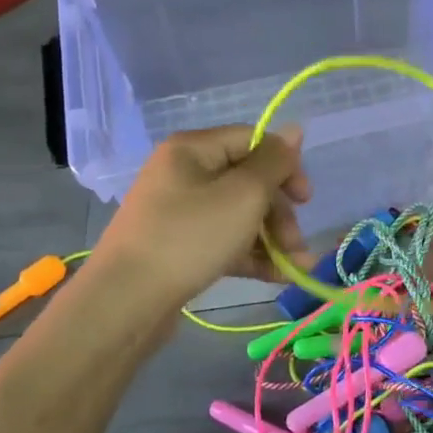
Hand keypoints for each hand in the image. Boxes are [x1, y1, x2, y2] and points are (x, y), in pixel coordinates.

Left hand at [88, 125, 312, 314]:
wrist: (125, 302)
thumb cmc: (190, 237)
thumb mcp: (243, 195)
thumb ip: (274, 162)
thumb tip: (295, 130)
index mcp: (193, 150)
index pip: (252, 142)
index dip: (285, 166)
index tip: (306, 199)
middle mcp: (185, 174)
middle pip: (248, 181)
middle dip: (280, 213)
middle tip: (297, 244)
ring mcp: (180, 213)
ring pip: (240, 215)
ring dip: (272, 238)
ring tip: (296, 267)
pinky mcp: (181, 247)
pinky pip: (225, 241)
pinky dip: (252, 255)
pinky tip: (278, 277)